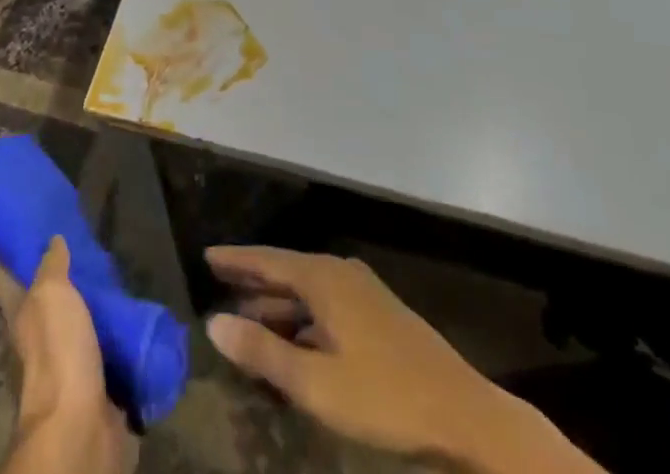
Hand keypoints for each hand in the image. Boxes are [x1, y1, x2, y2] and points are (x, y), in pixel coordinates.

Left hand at [0, 237, 137, 473]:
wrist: (81, 424)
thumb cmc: (58, 352)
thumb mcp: (51, 295)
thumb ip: (51, 265)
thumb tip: (53, 239)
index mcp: (22, 313)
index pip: (6, 274)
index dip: (5, 249)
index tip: (14, 220)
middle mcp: (40, 332)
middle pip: (44, 292)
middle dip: (56, 267)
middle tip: (72, 229)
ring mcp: (68, 354)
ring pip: (76, 313)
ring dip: (88, 293)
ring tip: (105, 258)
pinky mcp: (96, 372)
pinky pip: (104, 336)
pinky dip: (113, 321)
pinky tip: (126, 298)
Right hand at [204, 246, 601, 473]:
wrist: (463, 414)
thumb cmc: (385, 396)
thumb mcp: (316, 383)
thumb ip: (263, 352)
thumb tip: (214, 323)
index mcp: (324, 278)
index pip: (268, 260)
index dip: (236, 260)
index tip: (206, 255)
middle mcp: (340, 274)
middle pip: (287, 272)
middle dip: (253, 281)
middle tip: (218, 285)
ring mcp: (362, 294)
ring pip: (307, 293)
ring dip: (277, 306)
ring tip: (246, 319)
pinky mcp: (377, 317)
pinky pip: (325, 309)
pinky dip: (301, 321)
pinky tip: (292, 345)